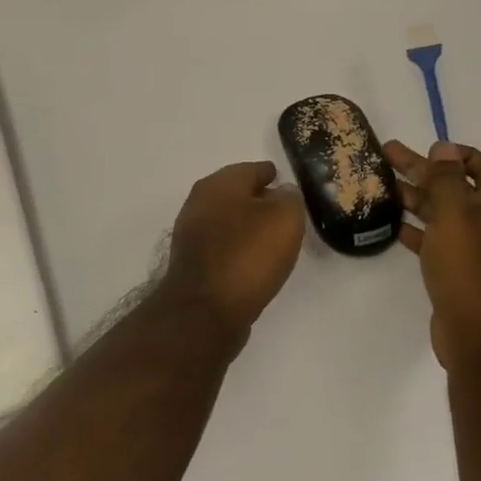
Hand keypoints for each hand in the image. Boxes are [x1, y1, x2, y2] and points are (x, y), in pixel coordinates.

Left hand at [162, 161, 305, 339]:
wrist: (205, 311)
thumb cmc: (247, 256)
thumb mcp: (284, 219)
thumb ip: (289, 199)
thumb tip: (282, 193)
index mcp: (218, 185)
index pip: (251, 170)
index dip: (271, 174)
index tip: (286, 181)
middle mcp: (199, 204)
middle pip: (236, 195)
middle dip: (258, 199)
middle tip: (285, 210)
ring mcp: (191, 235)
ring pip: (227, 221)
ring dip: (247, 225)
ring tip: (273, 237)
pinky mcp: (192, 265)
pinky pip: (223, 247)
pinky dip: (238, 248)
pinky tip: (254, 260)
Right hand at [385, 140, 480, 370]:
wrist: (479, 333)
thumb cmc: (469, 265)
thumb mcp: (455, 213)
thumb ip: (446, 178)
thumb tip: (444, 148)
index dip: (456, 154)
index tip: (426, 149)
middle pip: (458, 186)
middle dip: (424, 170)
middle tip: (389, 155)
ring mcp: (480, 249)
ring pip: (445, 213)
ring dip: (416, 198)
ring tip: (383, 185)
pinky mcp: (462, 271)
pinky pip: (438, 240)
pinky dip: (417, 229)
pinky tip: (393, 223)